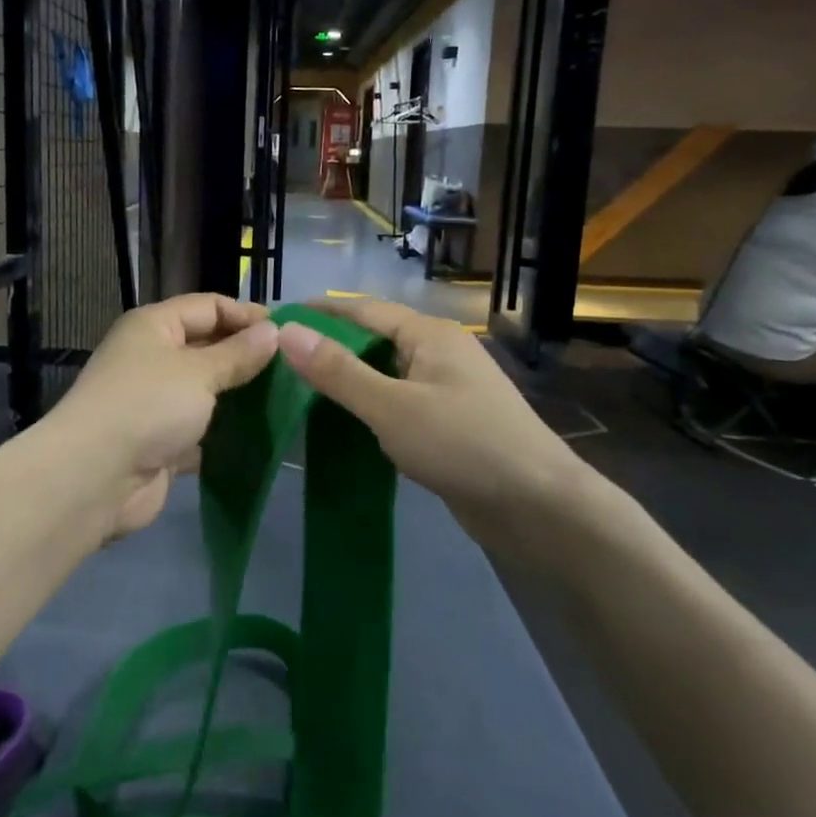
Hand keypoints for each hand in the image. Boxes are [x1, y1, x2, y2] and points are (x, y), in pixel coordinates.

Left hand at [53, 294, 280, 538]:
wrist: (96, 477)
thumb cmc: (149, 406)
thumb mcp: (199, 371)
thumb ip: (238, 353)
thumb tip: (273, 331)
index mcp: (153, 326)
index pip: (208, 306)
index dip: (247, 314)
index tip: (289, 331)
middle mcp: (151, 358)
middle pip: (206, 346)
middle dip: (246, 355)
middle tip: (293, 367)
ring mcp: (154, 403)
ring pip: (205, 391)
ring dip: (238, 395)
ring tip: (285, 399)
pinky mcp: (160, 443)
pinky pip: (200, 429)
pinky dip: (224, 432)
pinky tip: (259, 435)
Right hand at [278, 298, 598, 546]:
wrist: (538, 506)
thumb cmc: (463, 445)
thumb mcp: (391, 406)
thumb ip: (338, 371)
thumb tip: (286, 332)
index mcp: (429, 335)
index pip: (363, 309)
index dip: (320, 312)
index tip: (277, 319)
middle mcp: (440, 353)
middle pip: (374, 340)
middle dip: (330, 346)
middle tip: (280, 360)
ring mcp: (448, 389)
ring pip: (386, 374)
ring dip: (348, 379)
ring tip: (300, 390)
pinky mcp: (450, 423)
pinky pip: (398, 403)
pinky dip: (369, 408)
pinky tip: (343, 424)